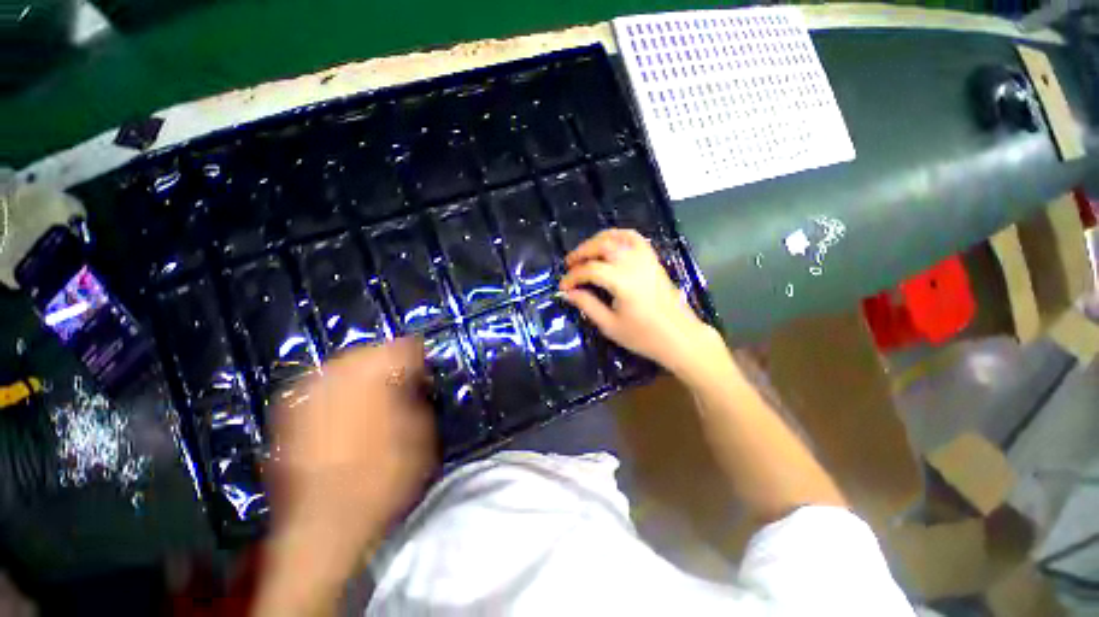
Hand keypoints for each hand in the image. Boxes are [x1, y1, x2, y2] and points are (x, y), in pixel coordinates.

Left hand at [255, 338, 436, 615]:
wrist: (325, 527)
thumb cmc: (385, 477)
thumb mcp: (422, 433)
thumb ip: (420, 397)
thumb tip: (416, 381)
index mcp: (375, 375)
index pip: (406, 346)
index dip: (420, 360)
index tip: (426, 378)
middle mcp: (337, 374)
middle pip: (371, 351)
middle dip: (390, 364)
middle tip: (402, 387)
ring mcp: (308, 391)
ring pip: (343, 365)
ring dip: (363, 375)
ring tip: (375, 398)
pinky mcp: (289, 411)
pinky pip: (320, 385)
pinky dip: (338, 391)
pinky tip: (346, 411)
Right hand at [559, 229, 715, 376]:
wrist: (680, 337)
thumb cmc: (644, 336)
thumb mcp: (610, 325)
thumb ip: (587, 305)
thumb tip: (568, 293)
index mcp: (622, 282)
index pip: (590, 270)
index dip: (573, 276)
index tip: (563, 286)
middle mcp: (634, 264)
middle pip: (602, 245)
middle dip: (582, 252)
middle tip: (569, 264)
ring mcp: (646, 259)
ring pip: (618, 237)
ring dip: (597, 240)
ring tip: (586, 252)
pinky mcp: (654, 260)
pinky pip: (635, 238)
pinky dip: (618, 236)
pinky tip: (609, 245)